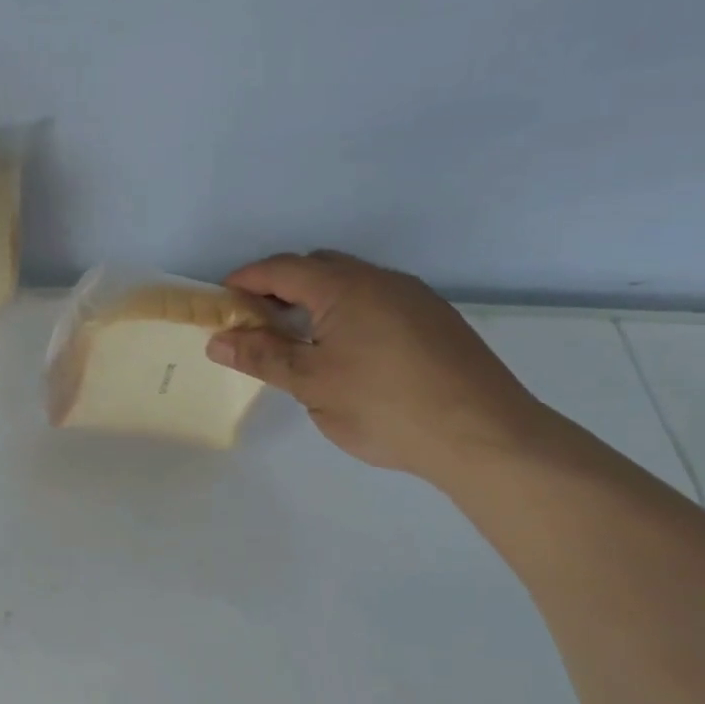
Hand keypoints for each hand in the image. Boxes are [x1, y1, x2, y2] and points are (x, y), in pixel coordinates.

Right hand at [207, 251, 557, 484]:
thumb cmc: (385, 406)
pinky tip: (347, 352)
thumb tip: (218, 341)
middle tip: (256, 322)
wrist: (486, 436)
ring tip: (298, 339)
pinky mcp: (436, 321)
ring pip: (350, 283)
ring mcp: (414, 298)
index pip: (281, 268)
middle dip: (279, 286)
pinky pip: (376, 300)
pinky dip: (347, 312)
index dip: (245, 280)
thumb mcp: (310, 384)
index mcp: (345, 287)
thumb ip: (261, 356)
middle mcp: (381, 280)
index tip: (220, 302)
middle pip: (317, 266)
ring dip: (315, 300)